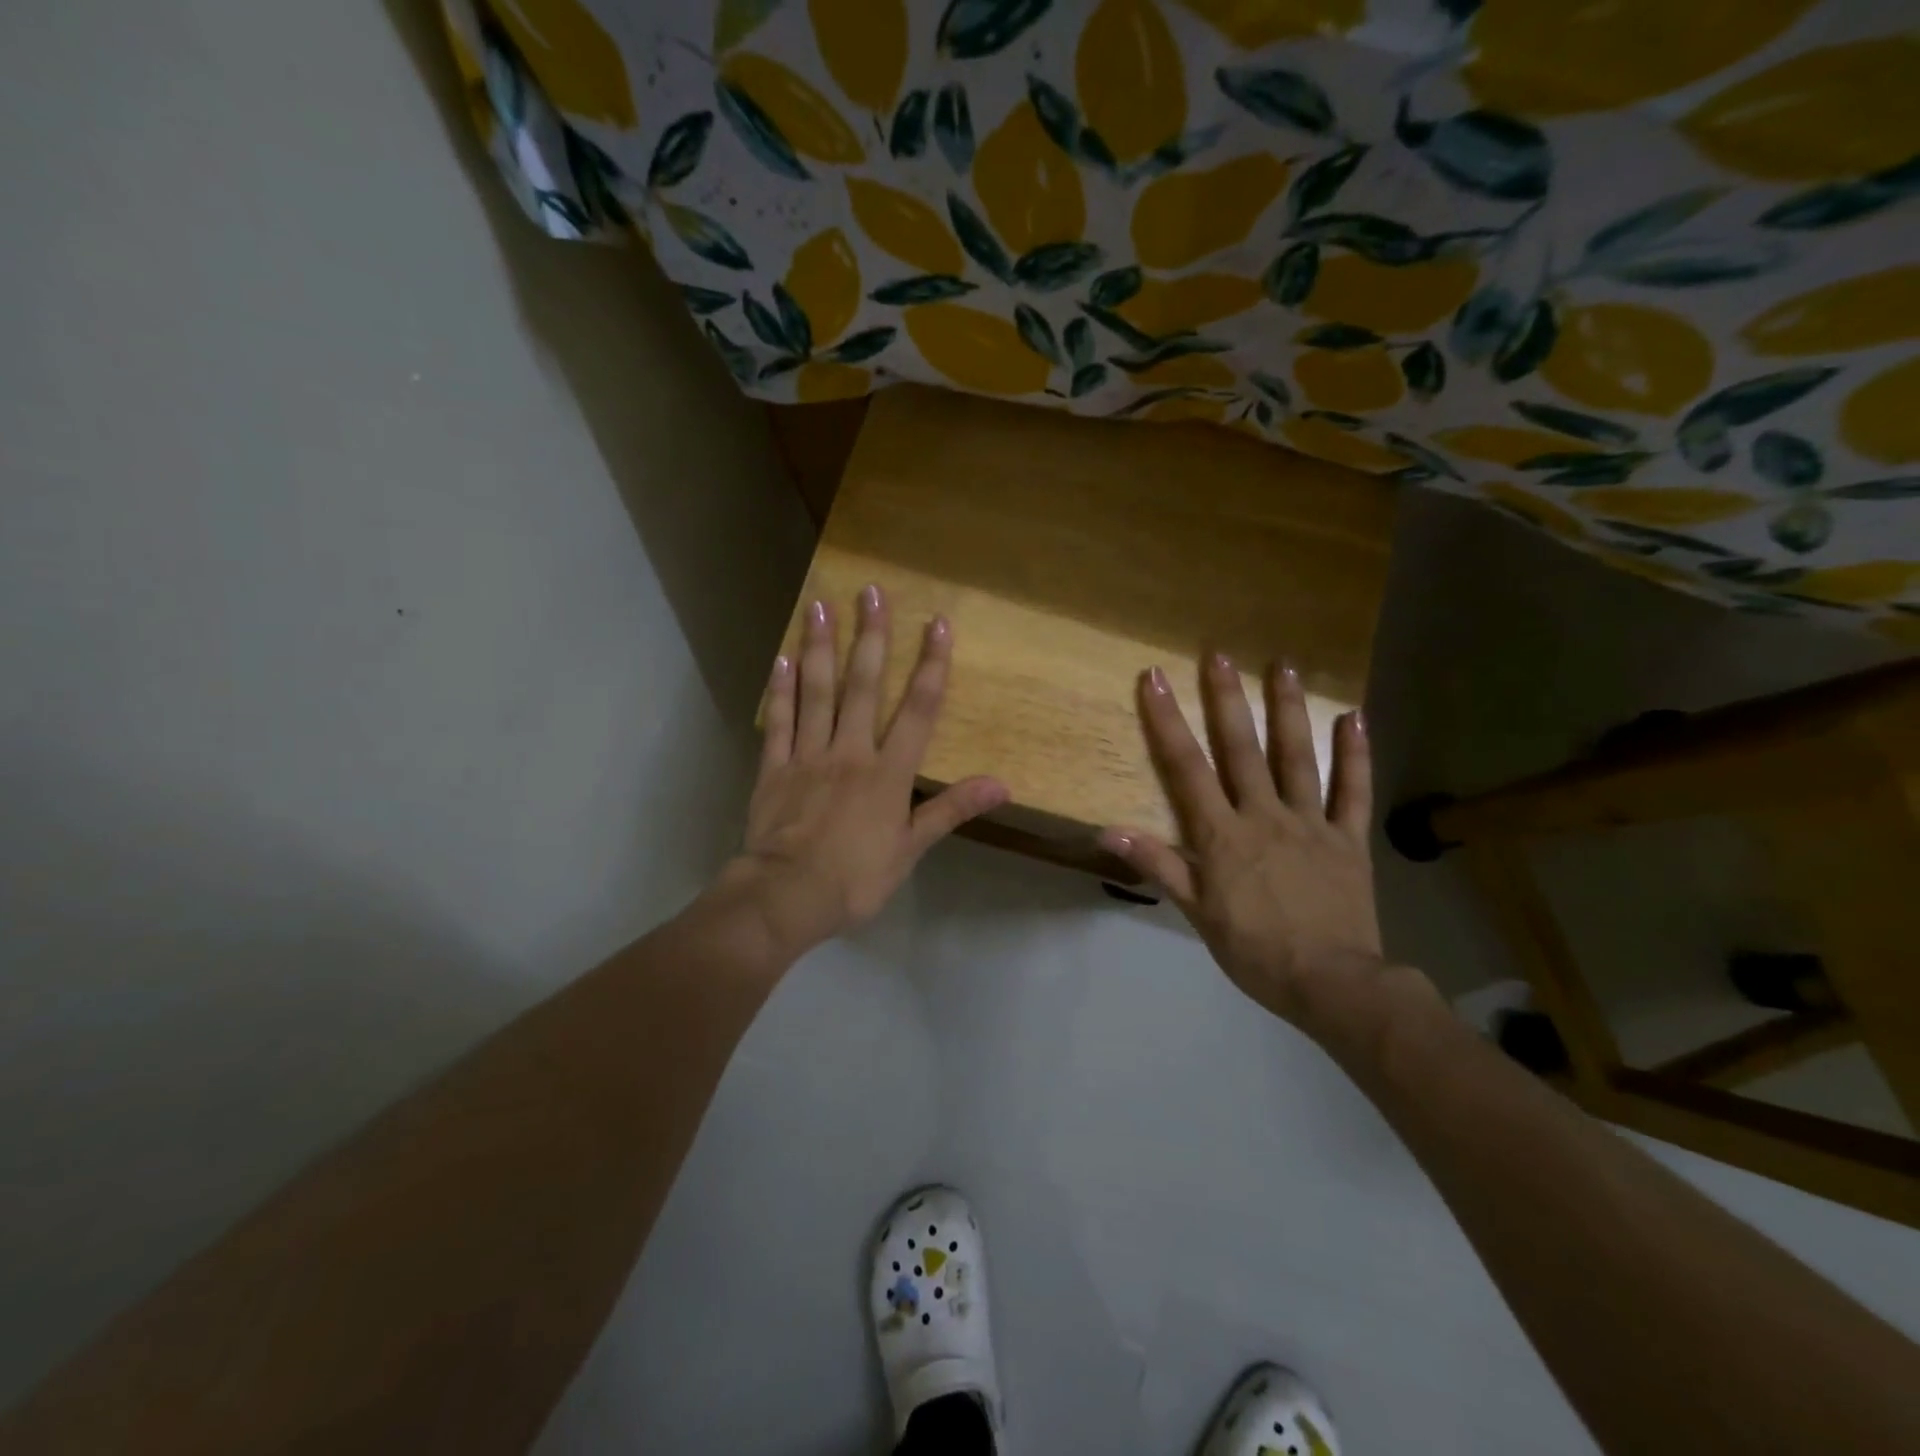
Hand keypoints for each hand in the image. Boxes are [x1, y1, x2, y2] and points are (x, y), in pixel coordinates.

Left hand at [715, 585, 1007, 957]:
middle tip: (872, 590)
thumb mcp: (911, 849)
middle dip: (872, 636)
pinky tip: (781, 657)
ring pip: (816, 692)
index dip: (931, 665)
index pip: (918, 710)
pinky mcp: (774, 768)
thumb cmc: (856, 878)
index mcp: (888, 772)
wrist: (787, 896)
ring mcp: (808, 756)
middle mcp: (850, 751)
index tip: (938, 624)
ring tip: (820, 605)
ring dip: (820, 647)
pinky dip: (780, 689)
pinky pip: (779, 722)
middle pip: (864, 685)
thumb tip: (1001, 785)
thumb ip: (951, 809)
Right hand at [1100, 654, 1404, 1031]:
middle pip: (1242, 748)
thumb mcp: (1196, 912)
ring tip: (1285, 665)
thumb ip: (1157, 864)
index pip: (1187, 767)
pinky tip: (1356, 718)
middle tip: (1218, 653)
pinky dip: (1355, 755)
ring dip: (1289, 709)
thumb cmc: (1253, 949)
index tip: (1153, 679)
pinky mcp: (1349, 839)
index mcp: (1222, 834)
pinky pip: (1353, 792)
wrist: (1331, 983)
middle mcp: (1264, 815)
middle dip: (1226, 699)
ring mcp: (1311, 823)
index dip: (1167, 721)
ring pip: (1297, 757)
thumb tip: (1107, 831)